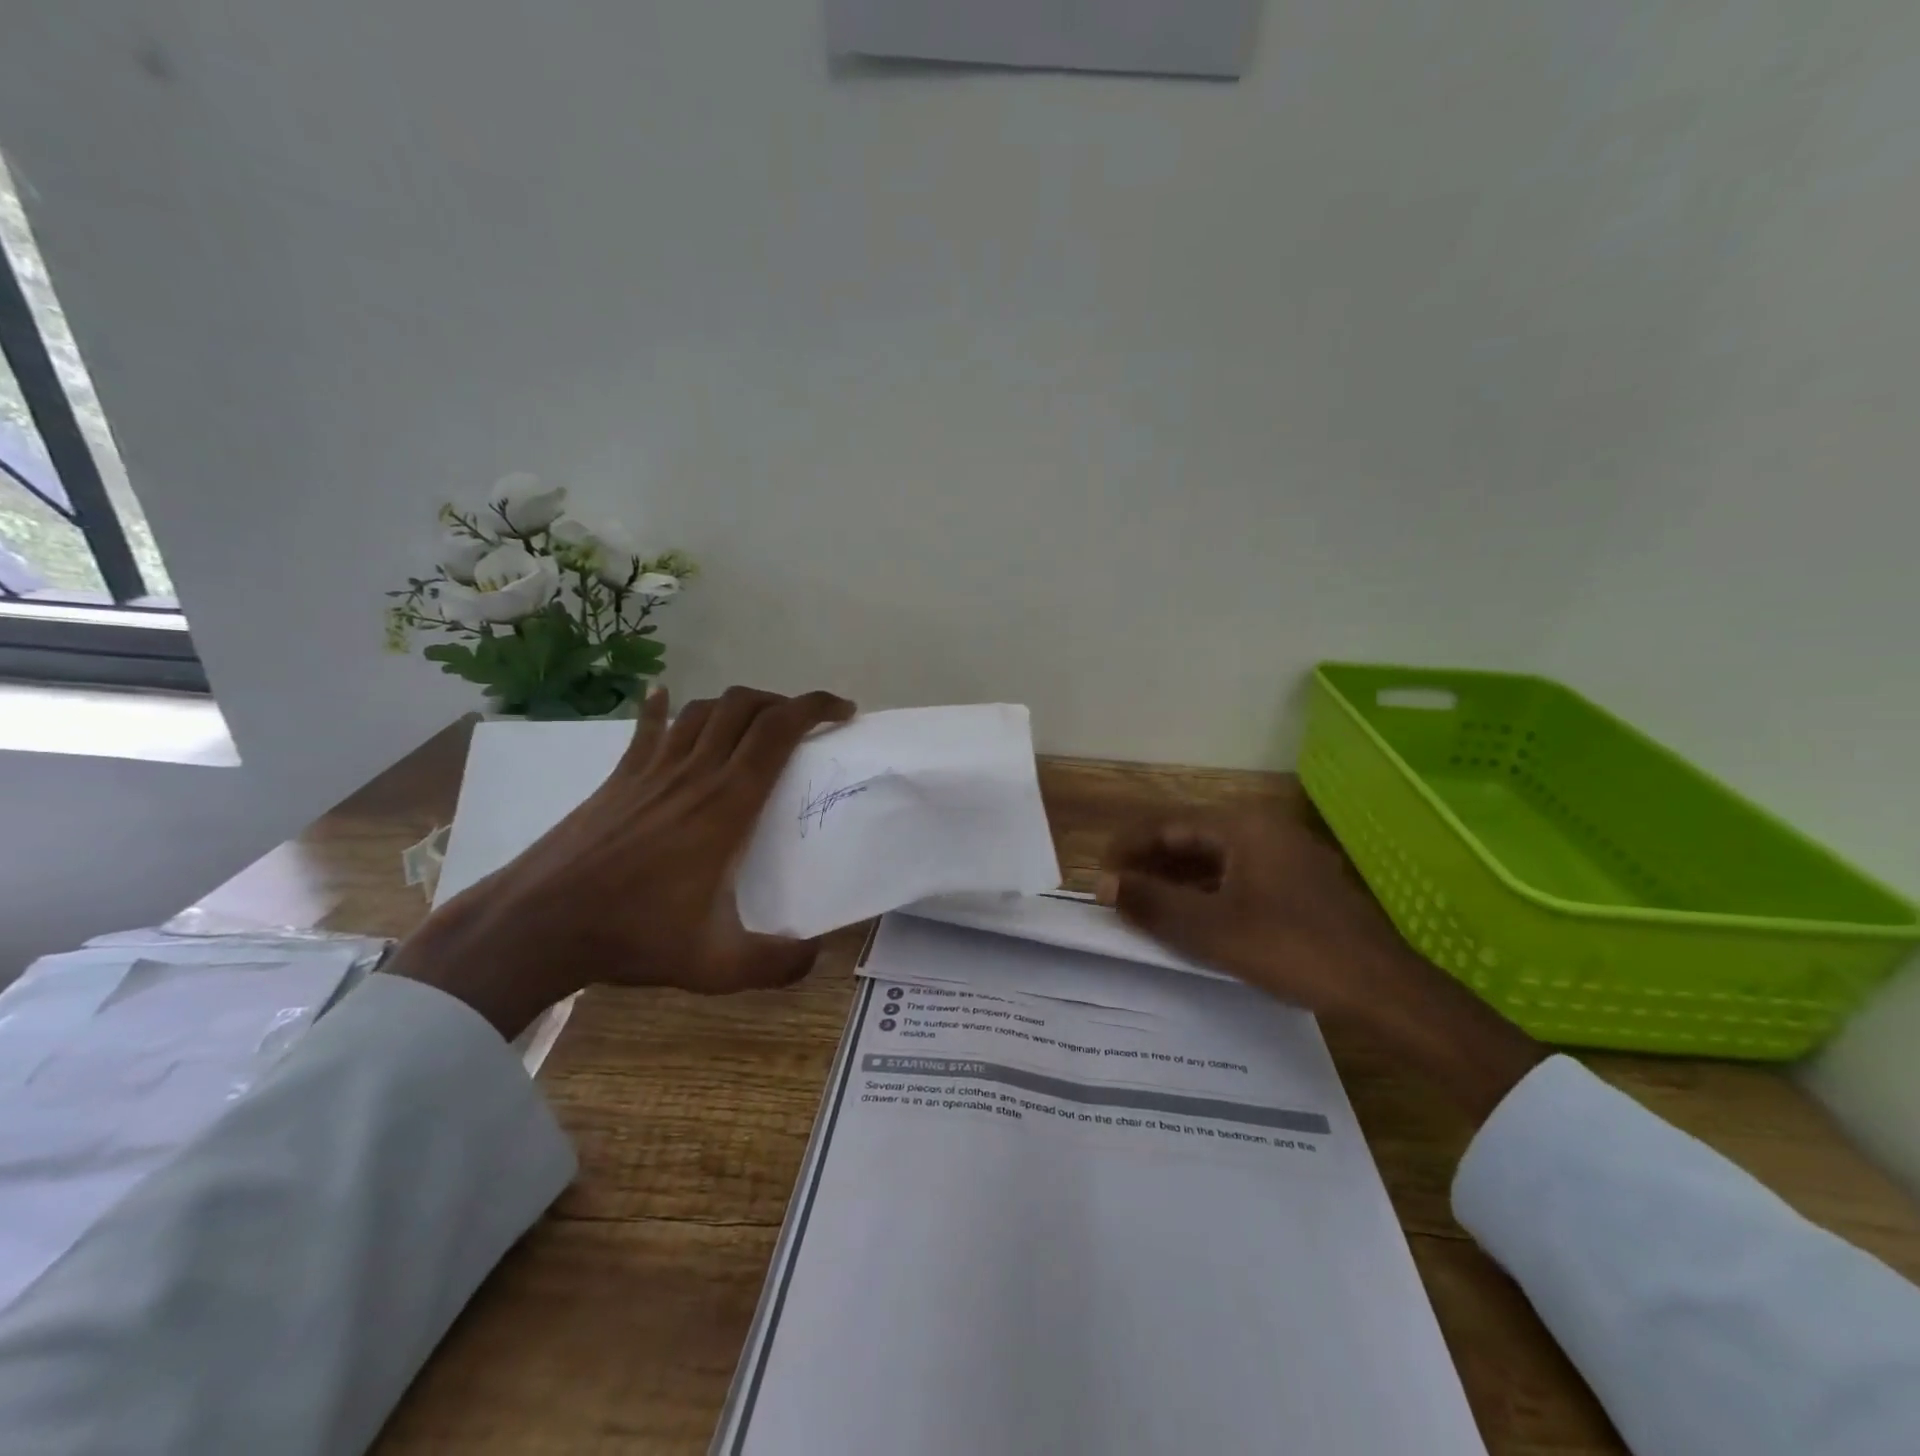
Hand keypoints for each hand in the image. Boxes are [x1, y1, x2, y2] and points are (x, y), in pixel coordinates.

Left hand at [391, 684, 855, 1037]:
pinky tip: (663, 695)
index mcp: (728, 804)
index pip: (778, 730)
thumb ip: (776, 964)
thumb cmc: (634, 935)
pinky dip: (662, 706)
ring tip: (756, 722)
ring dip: (737, 704)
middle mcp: (695, 772)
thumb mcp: (716, 966)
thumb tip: (816, 954)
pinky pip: (648, 727)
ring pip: (703, 710)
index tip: (843, 712)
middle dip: (784, 701)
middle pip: (745, 707)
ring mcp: (653, 769)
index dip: (815, 708)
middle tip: (806, 723)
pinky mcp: (620, 776)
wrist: (539, 923)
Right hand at [1099, 810, 1545, 1123]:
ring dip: (1177, 881)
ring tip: (1144, 906)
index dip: (1128, 847)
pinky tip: (1191, 919)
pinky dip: (1207, 894)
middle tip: (1117, 892)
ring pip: (1216, 861)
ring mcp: (1286, 858)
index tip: (1099, 872)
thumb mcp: (1211, 929)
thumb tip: (1102, 884)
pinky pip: (1239, 878)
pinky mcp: (1299, 887)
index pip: (1169, 825)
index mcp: (1243, 827)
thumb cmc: (1291, 949)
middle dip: (1151, 864)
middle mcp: (1264, 831)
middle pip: (1192, 839)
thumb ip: (1153, 903)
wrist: (1382, 989)